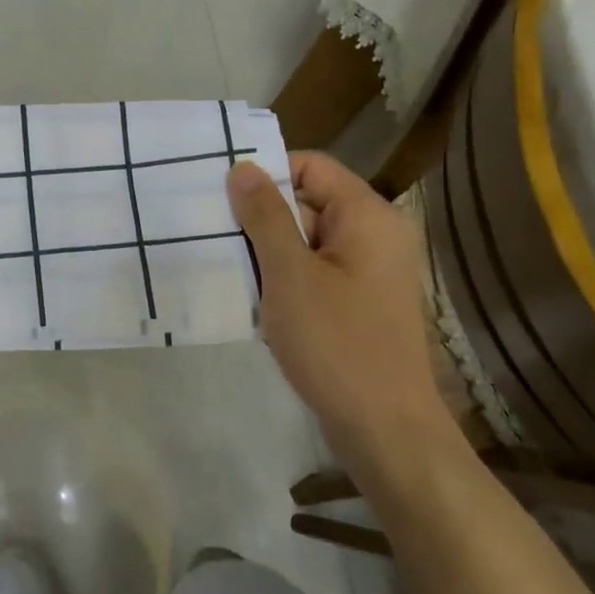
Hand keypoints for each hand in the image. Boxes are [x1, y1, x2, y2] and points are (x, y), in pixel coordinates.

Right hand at [228, 153, 446, 458]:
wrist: (383, 427)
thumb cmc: (336, 342)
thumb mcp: (289, 274)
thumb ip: (265, 217)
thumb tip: (243, 168)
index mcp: (367, 216)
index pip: (312, 166)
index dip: (267, 173)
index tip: (221, 194)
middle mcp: (374, 235)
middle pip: (308, 202)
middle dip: (261, 216)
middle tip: (211, 232)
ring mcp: (368, 272)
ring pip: (306, 241)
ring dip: (267, 252)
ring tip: (223, 265)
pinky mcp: (358, 303)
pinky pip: (314, 272)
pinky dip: (283, 278)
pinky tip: (251, 298)